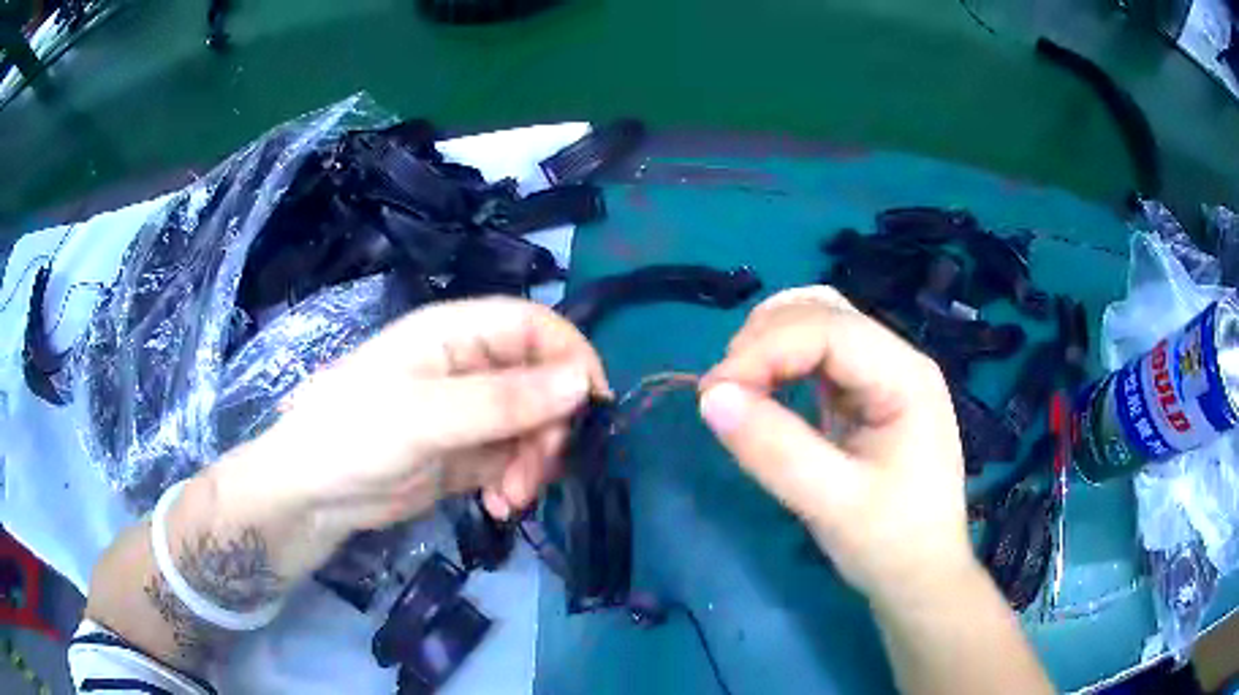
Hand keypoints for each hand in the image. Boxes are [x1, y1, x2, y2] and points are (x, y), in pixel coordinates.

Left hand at [224, 297, 609, 540]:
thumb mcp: (426, 415)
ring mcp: (470, 412)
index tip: (594, 406)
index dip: (572, 356)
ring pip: (533, 427)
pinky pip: (514, 460)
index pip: (535, 325)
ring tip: (510, 498)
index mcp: (456, 334)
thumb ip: (503, 400)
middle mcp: (469, 366)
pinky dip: (516, 482)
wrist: (314, 494)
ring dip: (534, 464)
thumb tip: (581, 382)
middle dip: (549, 429)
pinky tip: (498, 506)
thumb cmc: (355, 434)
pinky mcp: (468, 452)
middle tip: (536, 471)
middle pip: (543, 383)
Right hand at [698, 286, 973, 609]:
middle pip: (822, 313)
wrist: (921, 577)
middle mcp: (898, 360)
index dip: (764, 350)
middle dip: (764, 341)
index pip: (828, 329)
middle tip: (722, 395)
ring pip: (818, 324)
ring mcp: (884, 375)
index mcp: (906, 377)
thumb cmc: (891, 544)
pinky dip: (782, 363)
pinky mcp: (867, 394)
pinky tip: (766, 392)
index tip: (713, 394)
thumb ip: (775, 450)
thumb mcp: (832, 505)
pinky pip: (818, 356)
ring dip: (770, 345)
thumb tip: (711, 398)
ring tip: (739, 389)